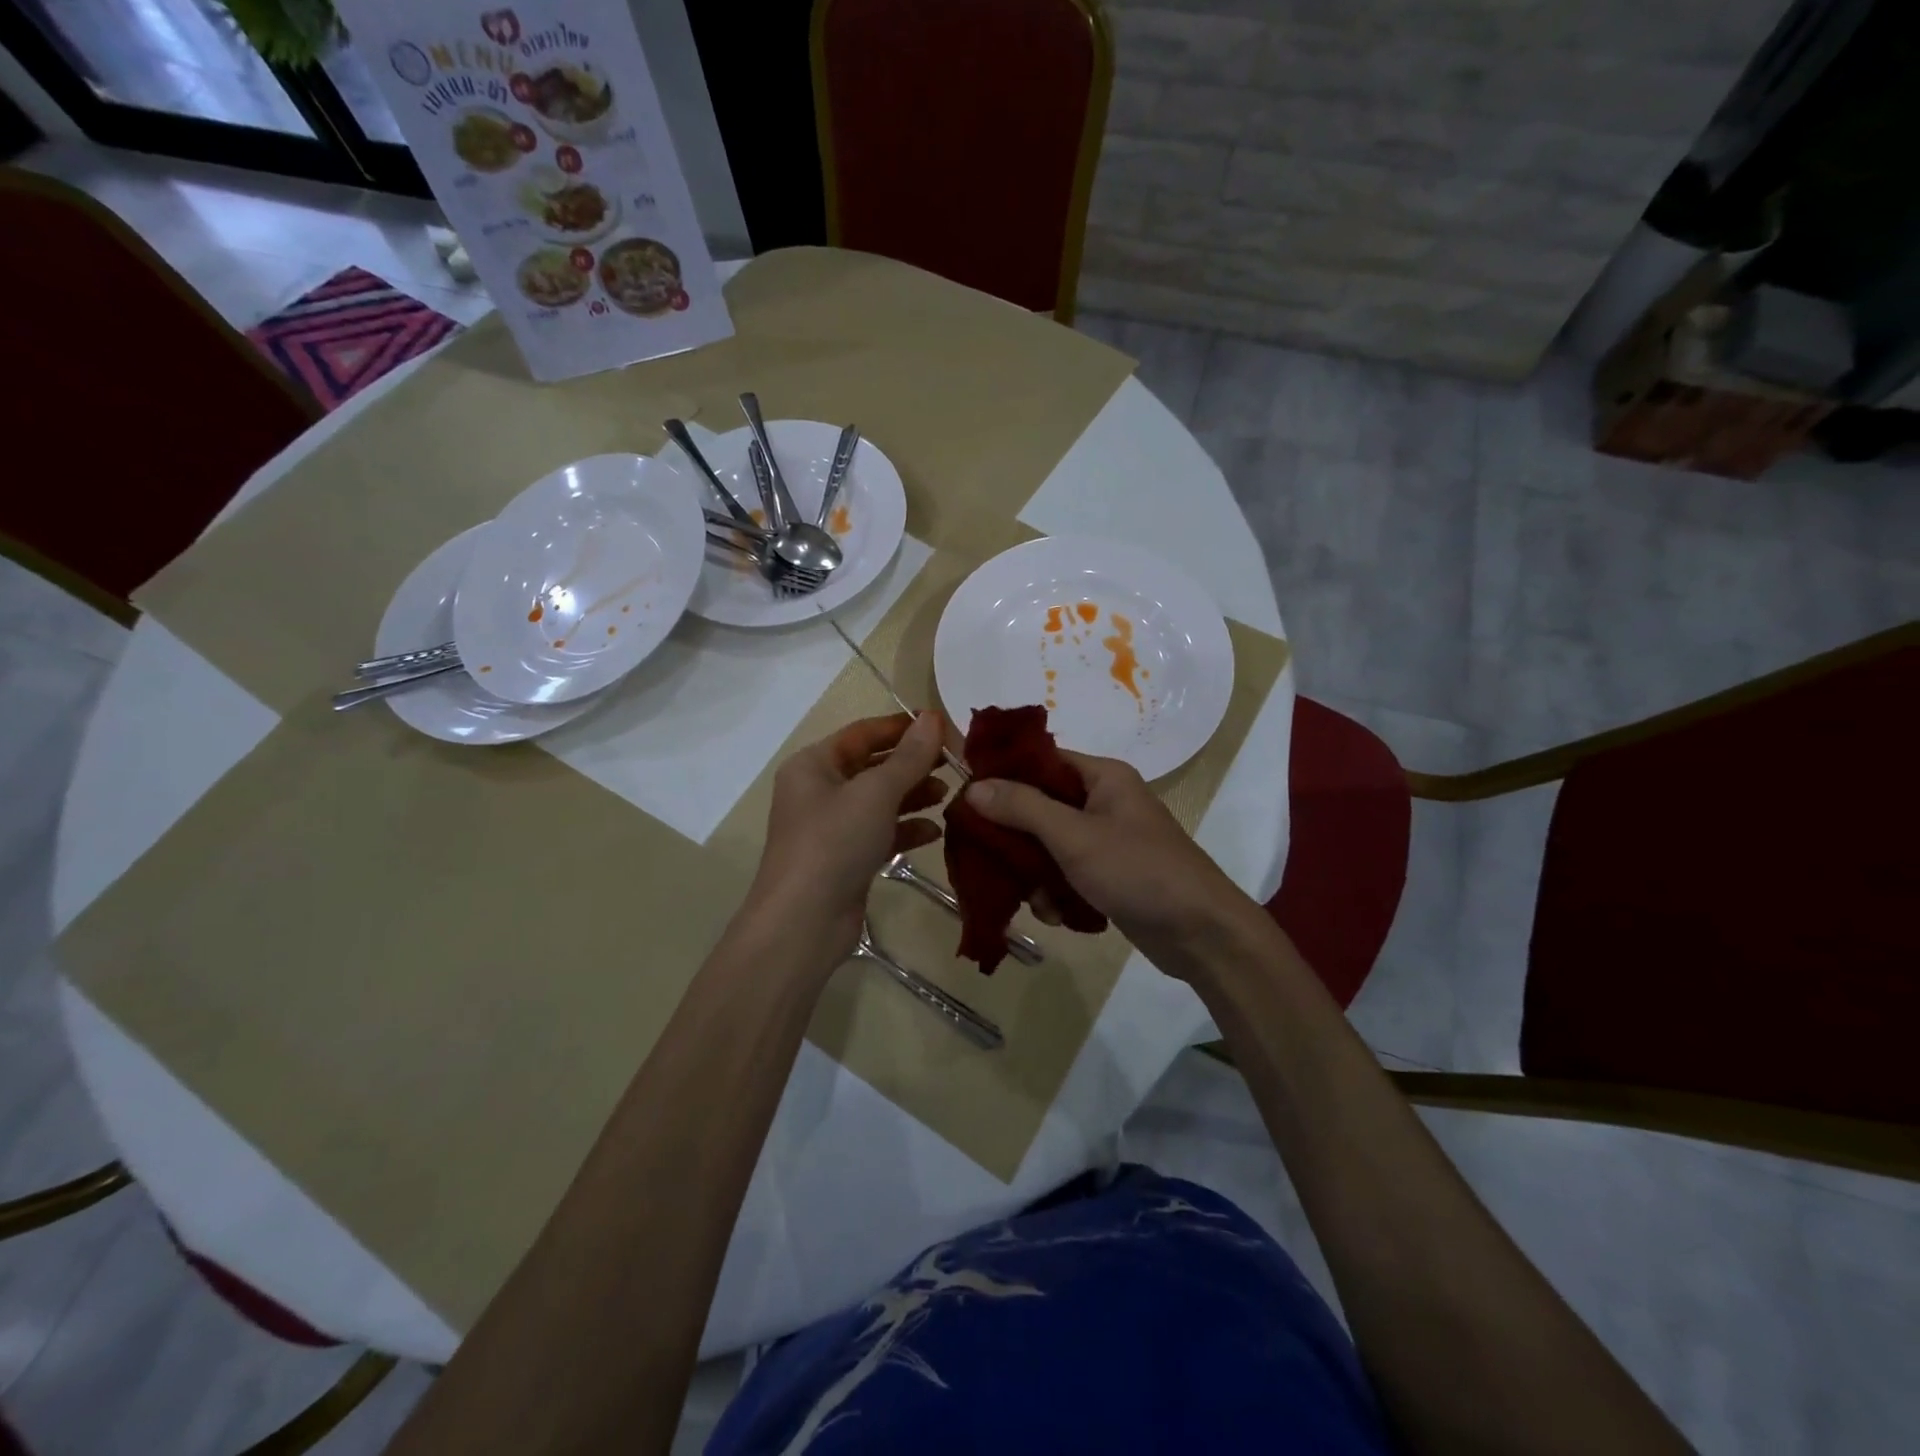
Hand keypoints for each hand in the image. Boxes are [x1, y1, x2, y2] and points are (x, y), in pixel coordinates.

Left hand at [746, 712, 948, 973]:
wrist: (804, 922)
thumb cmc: (834, 843)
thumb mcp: (875, 793)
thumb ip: (909, 757)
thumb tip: (933, 719)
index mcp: (814, 764)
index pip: (864, 732)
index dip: (903, 727)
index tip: (944, 727)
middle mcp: (819, 791)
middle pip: (873, 766)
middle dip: (913, 764)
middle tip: (956, 763)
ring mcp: (832, 827)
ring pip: (880, 801)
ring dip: (913, 796)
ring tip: (949, 795)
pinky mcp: (846, 859)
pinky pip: (881, 833)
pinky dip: (906, 829)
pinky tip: (935, 832)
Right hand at [961, 752, 1255, 973]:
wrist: (1202, 934)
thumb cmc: (1139, 871)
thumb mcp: (1075, 836)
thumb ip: (1023, 808)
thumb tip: (974, 786)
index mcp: (1102, 777)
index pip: (1040, 760)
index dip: (1003, 775)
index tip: (965, 796)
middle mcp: (1103, 801)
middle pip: (1039, 806)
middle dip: (1015, 836)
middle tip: (986, 857)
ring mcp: (1107, 840)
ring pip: (1048, 845)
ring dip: (1034, 873)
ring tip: (1037, 899)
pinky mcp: (1109, 875)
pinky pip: (1066, 873)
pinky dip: (1056, 893)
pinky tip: (1057, 915)